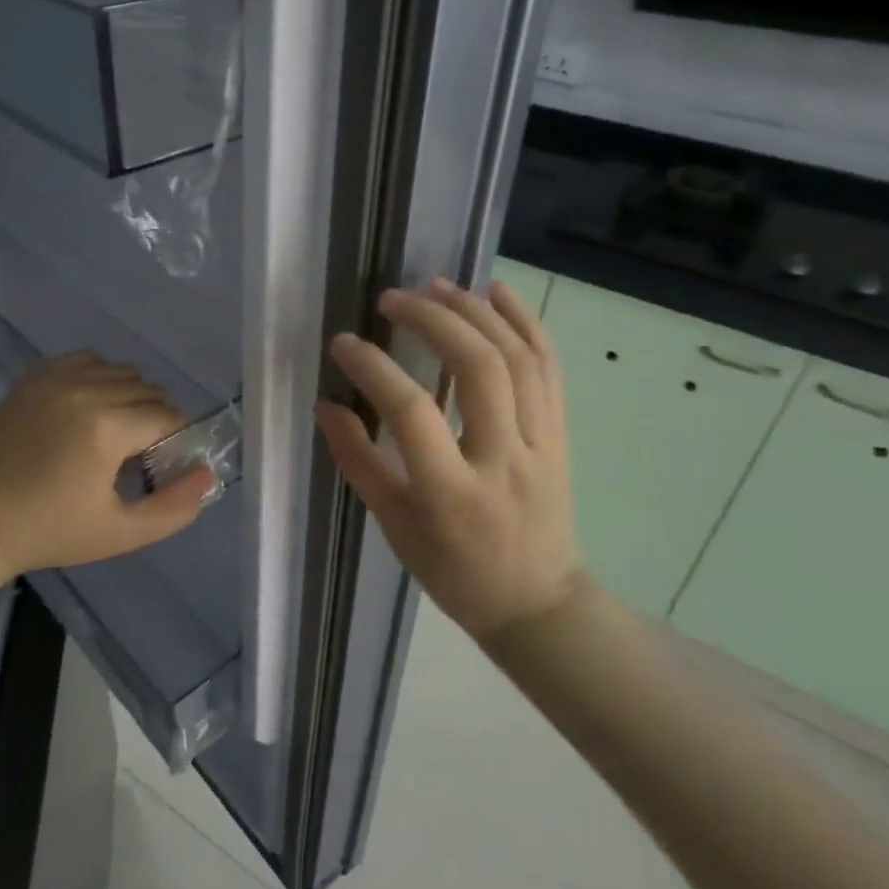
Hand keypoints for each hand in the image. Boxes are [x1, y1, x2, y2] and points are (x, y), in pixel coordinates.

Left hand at [0, 353, 211, 579]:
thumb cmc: (52, 531)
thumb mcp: (122, 533)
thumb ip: (175, 507)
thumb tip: (207, 473)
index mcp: (107, 428)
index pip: (168, 416)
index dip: (172, 441)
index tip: (156, 466)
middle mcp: (86, 391)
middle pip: (148, 390)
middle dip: (153, 419)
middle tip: (134, 454)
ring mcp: (55, 379)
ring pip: (121, 371)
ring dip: (129, 396)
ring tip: (111, 431)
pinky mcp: (34, 377)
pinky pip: (86, 360)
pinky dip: (98, 376)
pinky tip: (87, 406)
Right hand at [315, 278, 584, 640]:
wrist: (536, 604)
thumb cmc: (453, 572)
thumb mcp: (394, 527)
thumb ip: (358, 462)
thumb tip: (326, 405)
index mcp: (451, 493)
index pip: (412, 412)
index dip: (373, 367)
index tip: (343, 342)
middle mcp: (503, 460)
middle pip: (479, 368)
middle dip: (433, 319)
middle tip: (393, 298)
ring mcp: (541, 445)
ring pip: (519, 358)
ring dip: (477, 311)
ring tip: (437, 284)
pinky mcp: (561, 435)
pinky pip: (549, 368)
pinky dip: (526, 323)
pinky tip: (497, 292)